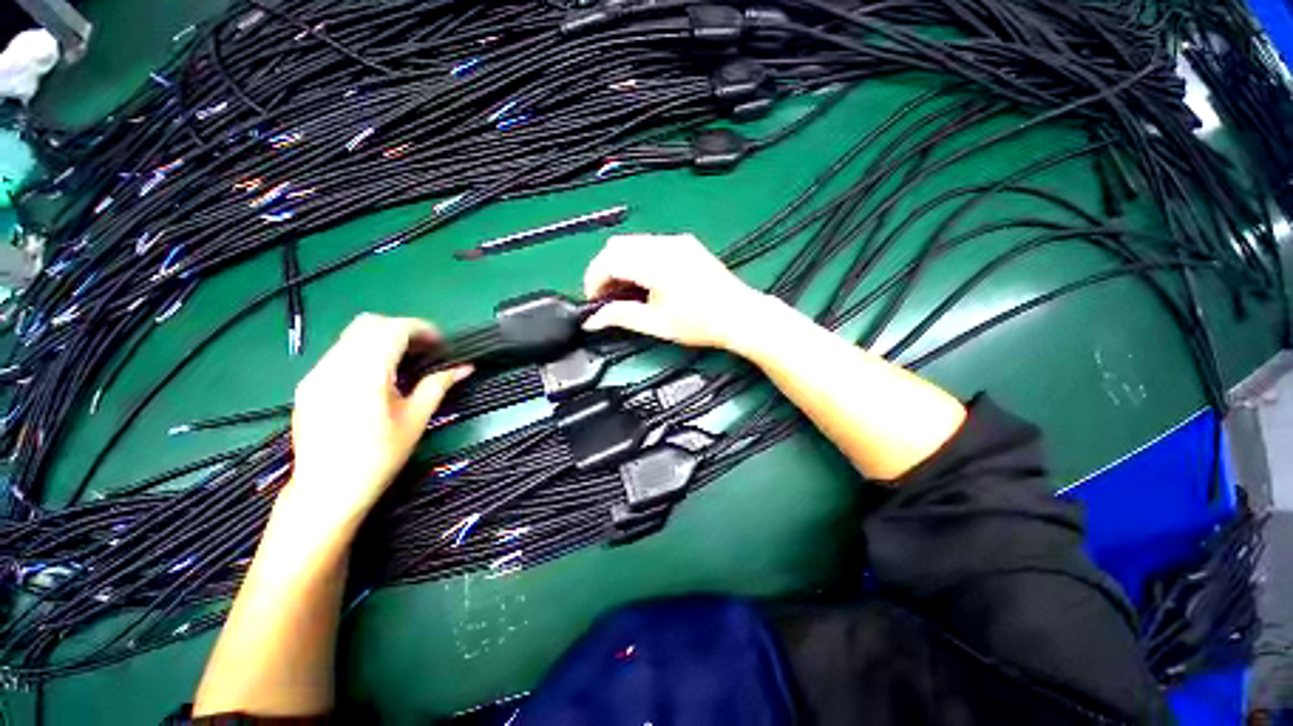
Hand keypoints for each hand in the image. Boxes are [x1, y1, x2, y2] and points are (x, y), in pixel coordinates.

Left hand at [279, 314, 470, 538]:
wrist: (327, 491)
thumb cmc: (378, 458)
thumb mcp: (415, 420)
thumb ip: (438, 386)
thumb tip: (465, 368)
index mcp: (366, 374)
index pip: (393, 329)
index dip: (422, 329)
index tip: (441, 344)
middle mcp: (336, 366)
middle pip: (369, 323)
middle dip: (401, 329)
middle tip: (423, 350)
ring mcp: (317, 375)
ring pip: (351, 336)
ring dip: (381, 340)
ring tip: (402, 364)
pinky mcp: (308, 385)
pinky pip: (338, 354)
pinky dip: (363, 353)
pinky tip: (375, 378)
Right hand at [582, 234, 767, 351]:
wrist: (739, 315)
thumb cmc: (701, 324)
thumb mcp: (657, 324)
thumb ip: (621, 317)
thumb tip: (592, 320)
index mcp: (657, 264)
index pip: (609, 260)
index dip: (594, 279)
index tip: (594, 300)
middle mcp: (665, 245)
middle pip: (617, 246)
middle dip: (605, 270)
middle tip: (608, 297)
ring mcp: (677, 241)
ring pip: (633, 242)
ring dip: (621, 263)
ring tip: (626, 291)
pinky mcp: (686, 244)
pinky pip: (650, 243)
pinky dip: (638, 259)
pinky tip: (645, 280)